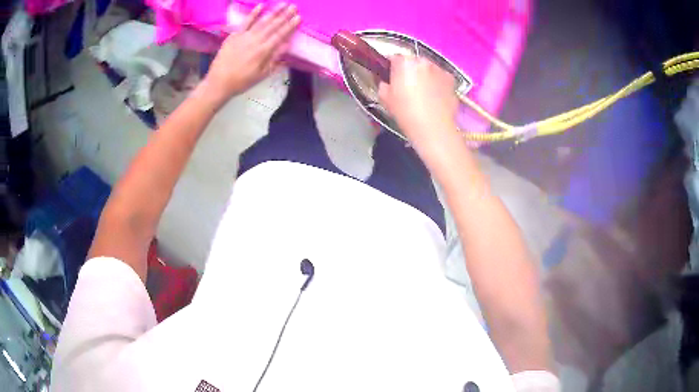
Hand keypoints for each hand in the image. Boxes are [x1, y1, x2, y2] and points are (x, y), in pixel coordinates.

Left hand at [202, 3, 299, 104]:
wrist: (219, 82)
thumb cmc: (242, 81)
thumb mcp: (262, 74)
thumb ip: (275, 59)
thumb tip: (287, 45)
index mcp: (264, 51)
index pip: (280, 35)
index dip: (290, 26)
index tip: (299, 17)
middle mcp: (256, 41)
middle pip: (273, 26)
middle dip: (285, 15)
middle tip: (294, 6)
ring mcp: (244, 36)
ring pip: (262, 21)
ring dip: (273, 12)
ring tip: (283, 4)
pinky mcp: (234, 35)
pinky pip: (245, 22)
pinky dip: (253, 13)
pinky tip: (261, 6)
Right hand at [378, 56, 461, 164]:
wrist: (433, 128)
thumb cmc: (406, 113)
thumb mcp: (385, 99)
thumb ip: (383, 85)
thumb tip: (386, 82)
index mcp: (404, 62)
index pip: (394, 57)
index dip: (392, 67)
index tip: (391, 76)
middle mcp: (423, 61)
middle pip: (413, 61)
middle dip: (410, 70)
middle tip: (407, 86)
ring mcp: (440, 69)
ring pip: (428, 68)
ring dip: (425, 75)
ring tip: (423, 92)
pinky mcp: (451, 80)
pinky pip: (441, 77)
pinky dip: (437, 82)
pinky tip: (435, 96)